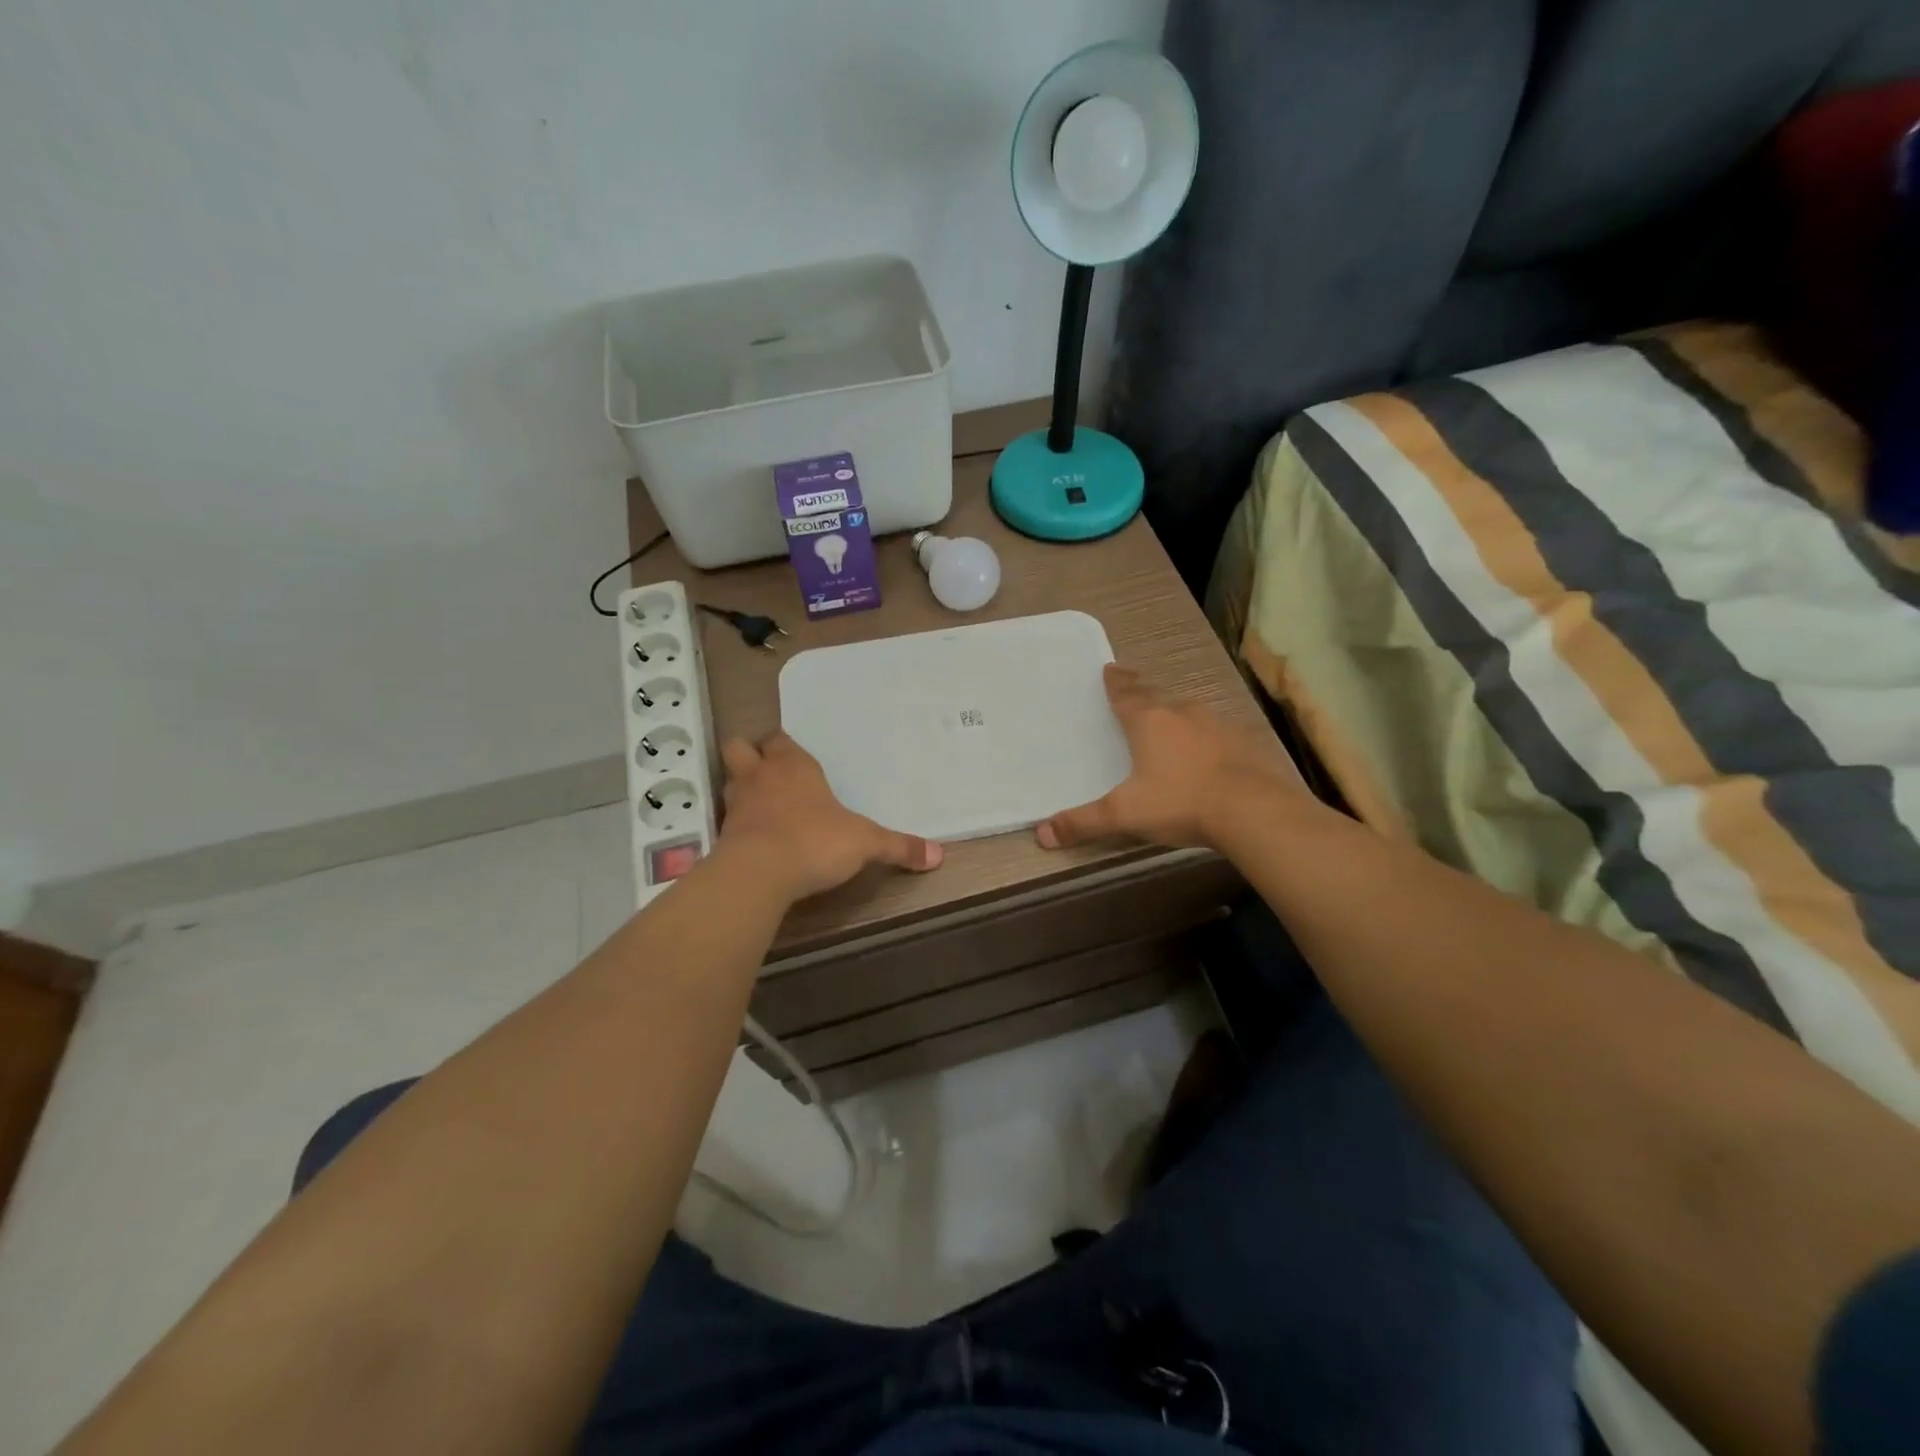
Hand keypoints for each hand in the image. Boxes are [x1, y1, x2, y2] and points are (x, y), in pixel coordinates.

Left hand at [718, 731, 941, 900]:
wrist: (760, 873)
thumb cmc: (816, 841)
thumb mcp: (866, 843)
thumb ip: (899, 847)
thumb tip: (938, 855)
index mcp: (794, 765)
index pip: (779, 739)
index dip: (783, 746)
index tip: (795, 758)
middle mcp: (760, 776)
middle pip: (740, 748)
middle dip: (750, 755)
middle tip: (768, 772)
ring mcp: (736, 803)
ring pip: (731, 780)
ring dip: (742, 788)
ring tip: (761, 806)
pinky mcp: (721, 834)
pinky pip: (726, 818)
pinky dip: (737, 823)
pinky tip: (753, 839)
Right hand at [1037, 665, 1304, 850]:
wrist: (1252, 810)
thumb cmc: (1180, 803)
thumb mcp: (1124, 815)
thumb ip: (1083, 823)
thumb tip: (1041, 833)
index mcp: (1148, 721)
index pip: (1126, 694)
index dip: (1115, 683)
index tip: (1109, 669)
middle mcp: (1181, 714)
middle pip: (1155, 694)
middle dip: (1141, 689)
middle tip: (1131, 683)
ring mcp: (1215, 725)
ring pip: (1186, 708)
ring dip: (1172, 708)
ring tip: (1164, 711)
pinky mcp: (1241, 742)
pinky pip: (1213, 728)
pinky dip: (1201, 731)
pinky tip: (1203, 745)